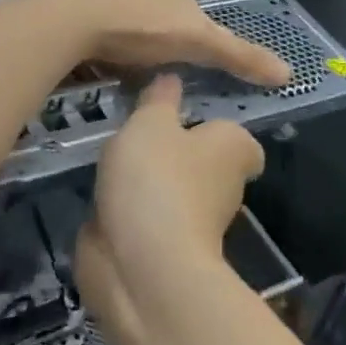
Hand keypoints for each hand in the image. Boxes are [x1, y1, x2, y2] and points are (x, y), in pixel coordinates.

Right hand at [77, 74, 264, 332]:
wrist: (143, 265)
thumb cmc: (157, 178)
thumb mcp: (150, 123)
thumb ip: (158, 100)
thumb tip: (172, 79)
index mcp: (235, 149)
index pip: (242, 140)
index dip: (218, 131)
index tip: (188, 121)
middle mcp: (226, 186)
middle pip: (207, 165)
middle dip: (179, 154)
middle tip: (139, 133)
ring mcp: (198, 223)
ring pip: (177, 193)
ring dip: (151, 183)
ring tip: (113, 161)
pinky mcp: (168, 251)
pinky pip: (152, 221)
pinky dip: (133, 213)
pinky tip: (104, 199)